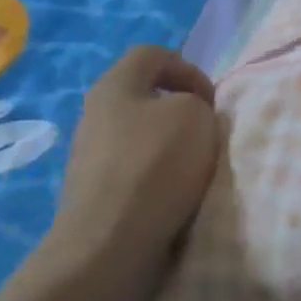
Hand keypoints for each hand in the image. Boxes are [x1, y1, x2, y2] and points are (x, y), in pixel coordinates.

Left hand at [39, 47, 220, 300]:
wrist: (109, 246)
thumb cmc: (156, 165)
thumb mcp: (196, 114)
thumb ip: (195, 102)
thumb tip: (184, 117)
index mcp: (114, 87)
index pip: (153, 55)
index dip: (189, 69)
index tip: (212, 100)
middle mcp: (94, 116)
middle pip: (145, 98)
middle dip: (181, 112)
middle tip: (206, 133)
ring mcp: (89, 159)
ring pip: (141, 137)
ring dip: (171, 148)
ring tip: (195, 170)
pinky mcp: (94, 196)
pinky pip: (134, 173)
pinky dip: (158, 180)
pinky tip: (174, 197)